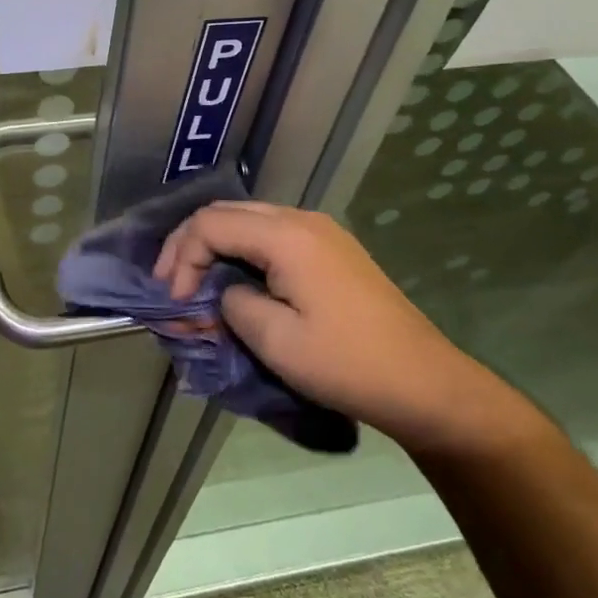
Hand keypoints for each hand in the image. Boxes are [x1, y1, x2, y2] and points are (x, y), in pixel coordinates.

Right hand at [155, 200, 525, 454]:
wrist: (426, 384)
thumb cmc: (348, 363)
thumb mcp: (276, 341)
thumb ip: (232, 304)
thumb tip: (221, 293)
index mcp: (286, 234)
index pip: (211, 224)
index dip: (182, 259)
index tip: (176, 303)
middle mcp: (301, 219)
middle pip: (225, 213)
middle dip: (189, 246)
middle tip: (171, 286)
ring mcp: (320, 231)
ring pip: (247, 221)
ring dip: (215, 248)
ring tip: (196, 286)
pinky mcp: (330, 250)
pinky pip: (271, 235)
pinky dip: (242, 253)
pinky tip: (235, 282)